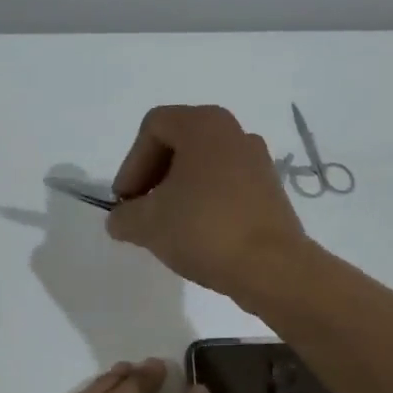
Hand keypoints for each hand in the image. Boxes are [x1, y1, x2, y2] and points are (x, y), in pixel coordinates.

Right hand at [105, 105, 309, 302]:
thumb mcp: (146, 224)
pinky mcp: (270, 189)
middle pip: (179, 143)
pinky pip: (226, 184)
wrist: (271, 267)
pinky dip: (205, 201)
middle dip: (153, 176)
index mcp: (203, 125)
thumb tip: (121, 219)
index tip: (127, 202)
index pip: (153, 128)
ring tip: (168, 226)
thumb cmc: (203, 230)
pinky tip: (198, 234)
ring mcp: (257, 160)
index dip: (131, 164)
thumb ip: (123, 217)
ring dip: (178, 190)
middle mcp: (234, 132)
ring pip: (203, 165)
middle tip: (142, 211)